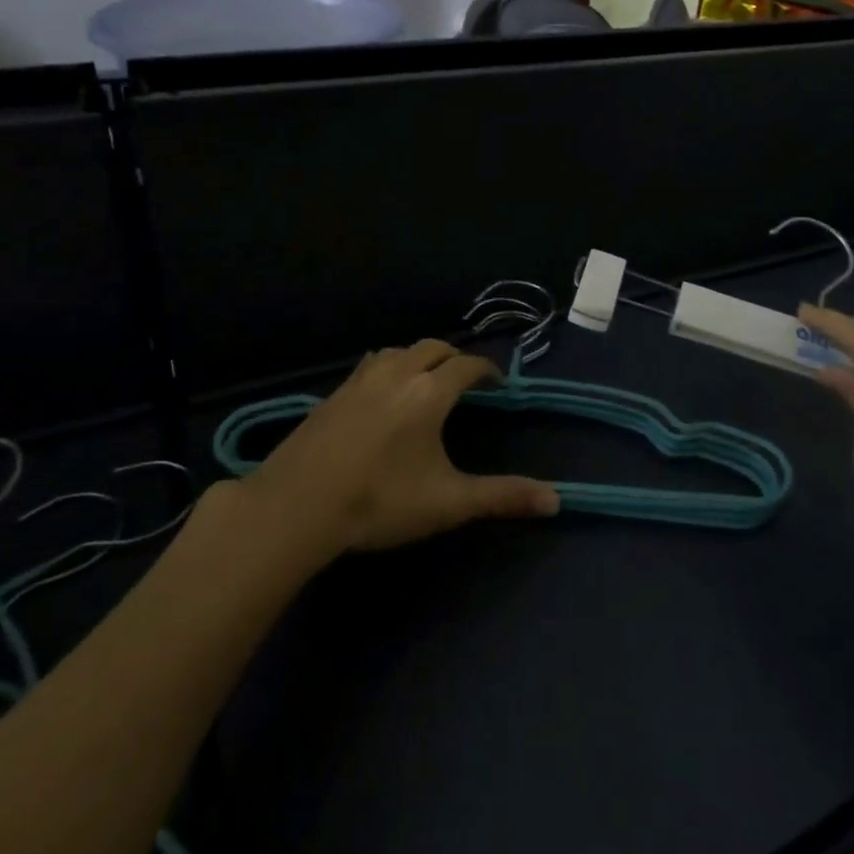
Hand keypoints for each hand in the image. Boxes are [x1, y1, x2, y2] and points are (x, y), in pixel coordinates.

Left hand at [246, 339, 559, 555]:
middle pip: (432, 348)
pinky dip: (387, 368)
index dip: (485, 370)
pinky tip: (381, 394)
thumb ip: (502, 497)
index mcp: (429, 393)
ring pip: (397, 352)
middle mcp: (397, 374)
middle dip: (453, 357)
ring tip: (424, 379)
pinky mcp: (332, 394)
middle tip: (464, 379)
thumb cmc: (379, 501)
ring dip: (418, 358)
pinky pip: (369, 365)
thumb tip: (556, 500)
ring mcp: (359, 381)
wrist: (296, 505)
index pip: (466, 366)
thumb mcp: (448, 503)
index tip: (496, 382)